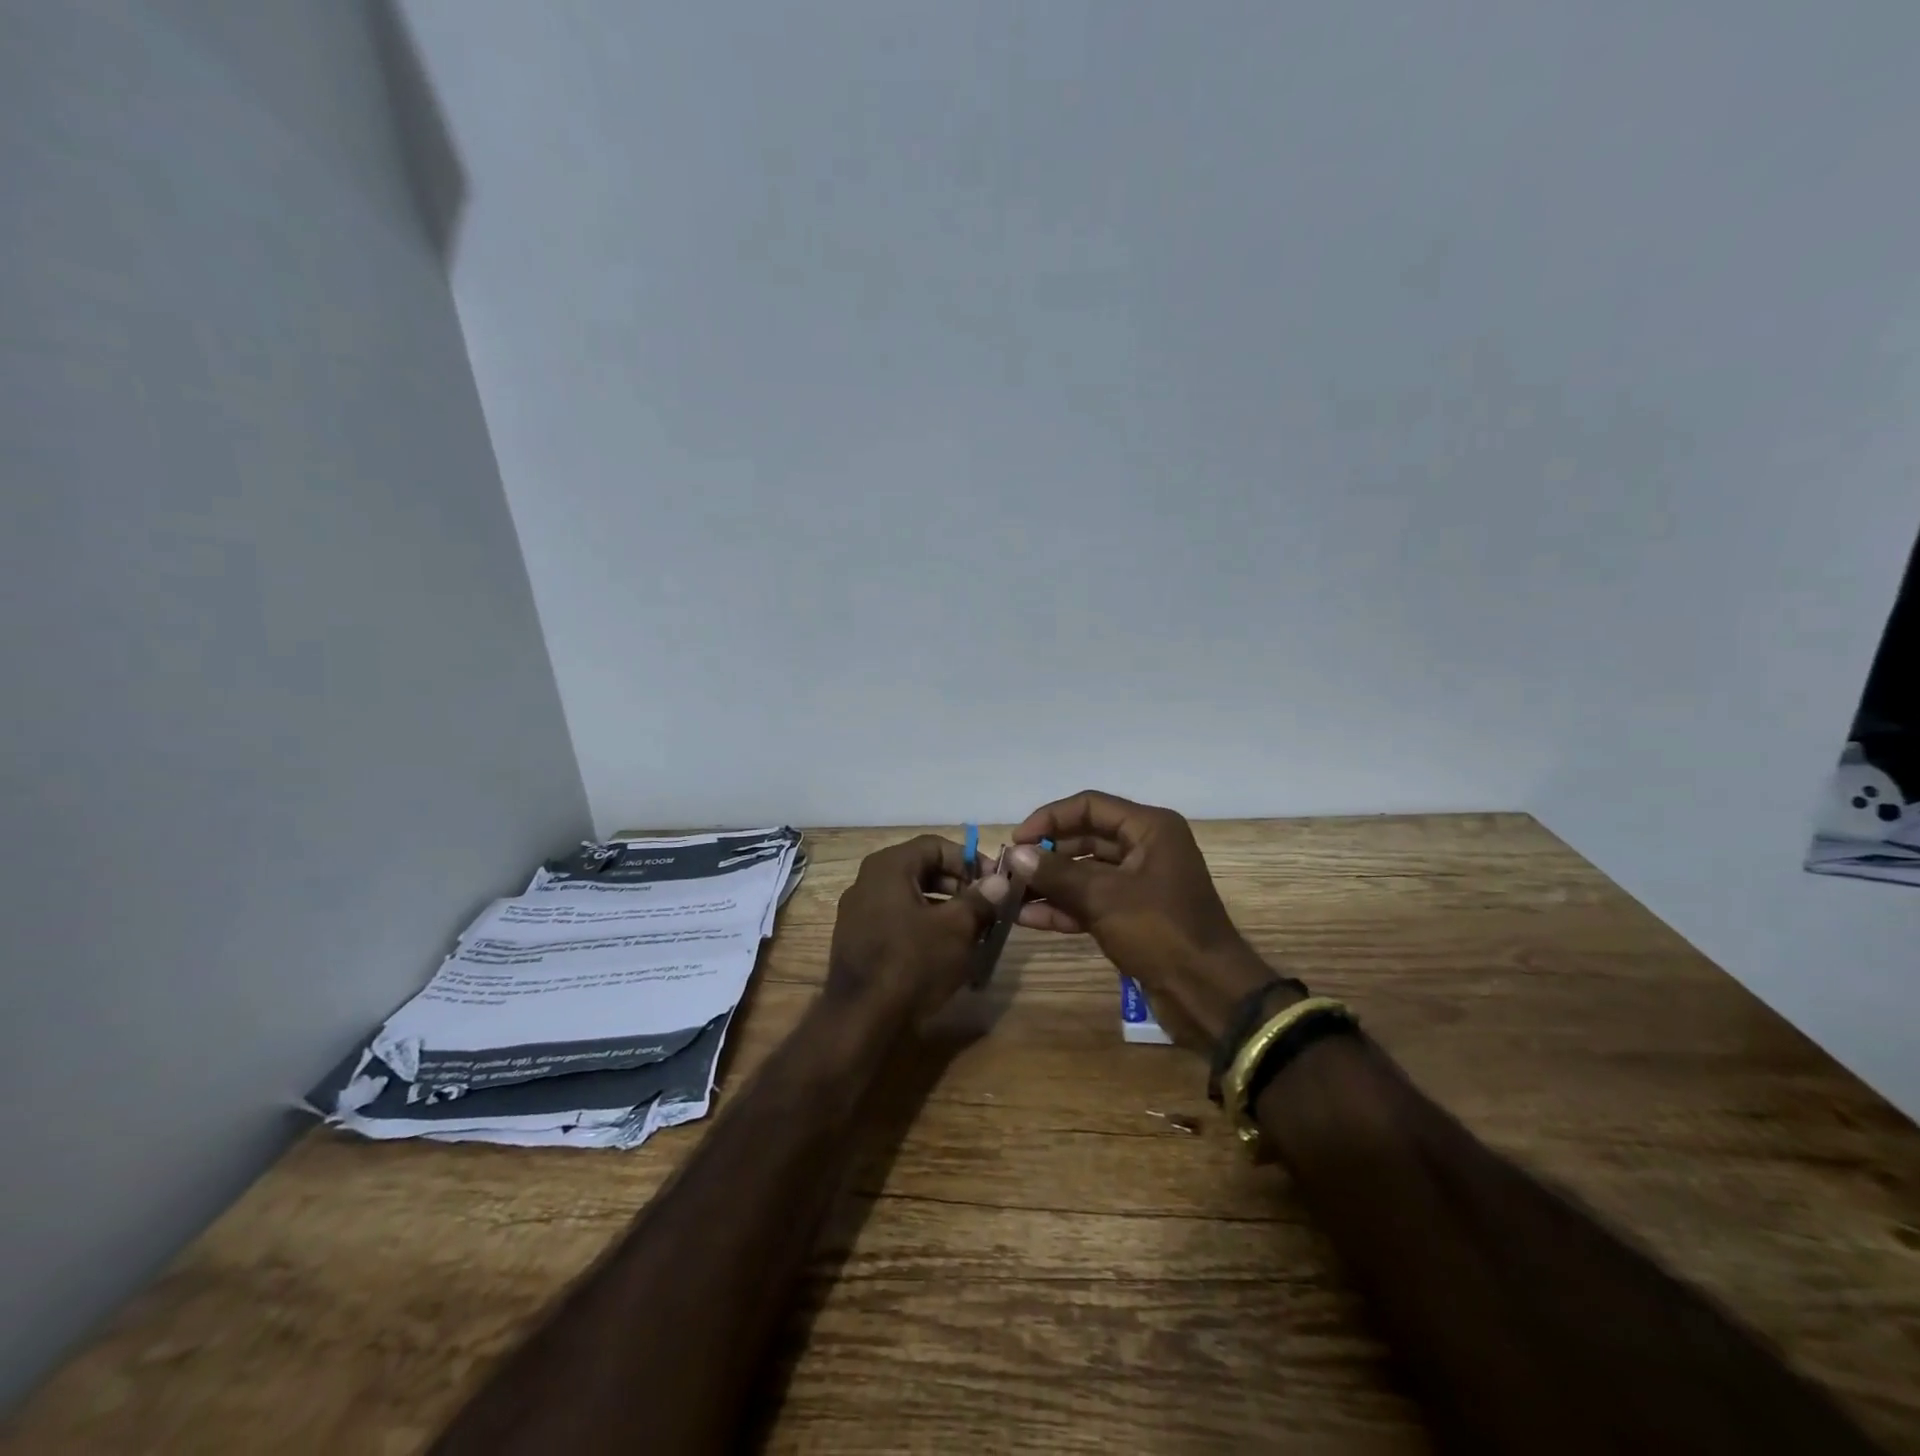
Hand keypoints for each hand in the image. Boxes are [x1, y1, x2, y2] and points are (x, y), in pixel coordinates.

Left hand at [826, 835, 1009, 1025]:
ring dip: (945, 909)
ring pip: (912, 898)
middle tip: (987, 908)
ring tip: (974, 932)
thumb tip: (999, 881)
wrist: (862, 1020)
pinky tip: (946, 952)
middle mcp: (868, 881)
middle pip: (923, 870)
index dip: (970, 860)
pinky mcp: (858, 940)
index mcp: (888, 866)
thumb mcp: (957, 928)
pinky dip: (924, 927)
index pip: (936, 846)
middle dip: (959, 886)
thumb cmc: (913, 962)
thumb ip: (980, 899)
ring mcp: (859, 912)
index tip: (995, 882)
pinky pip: (898, 921)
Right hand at [1007, 791, 1280, 1051]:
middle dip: (1046, 854)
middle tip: (1008, 871)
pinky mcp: (1133, 916)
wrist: (1208, 994)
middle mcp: (1145, 848)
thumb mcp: (1104, 898)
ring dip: (1049, 883)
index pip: (1090, 806)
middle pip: (1085, 838)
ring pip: (1084, 873)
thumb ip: (1057, 873)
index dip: (1049, 818)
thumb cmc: (1161, 932)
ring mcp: (1139, 884)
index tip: (1016, 840)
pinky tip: (1027, 918)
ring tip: (1009, 896)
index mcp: (1149, 829)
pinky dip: (1063, 908)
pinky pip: (1091, 902)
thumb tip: (1015, 855)